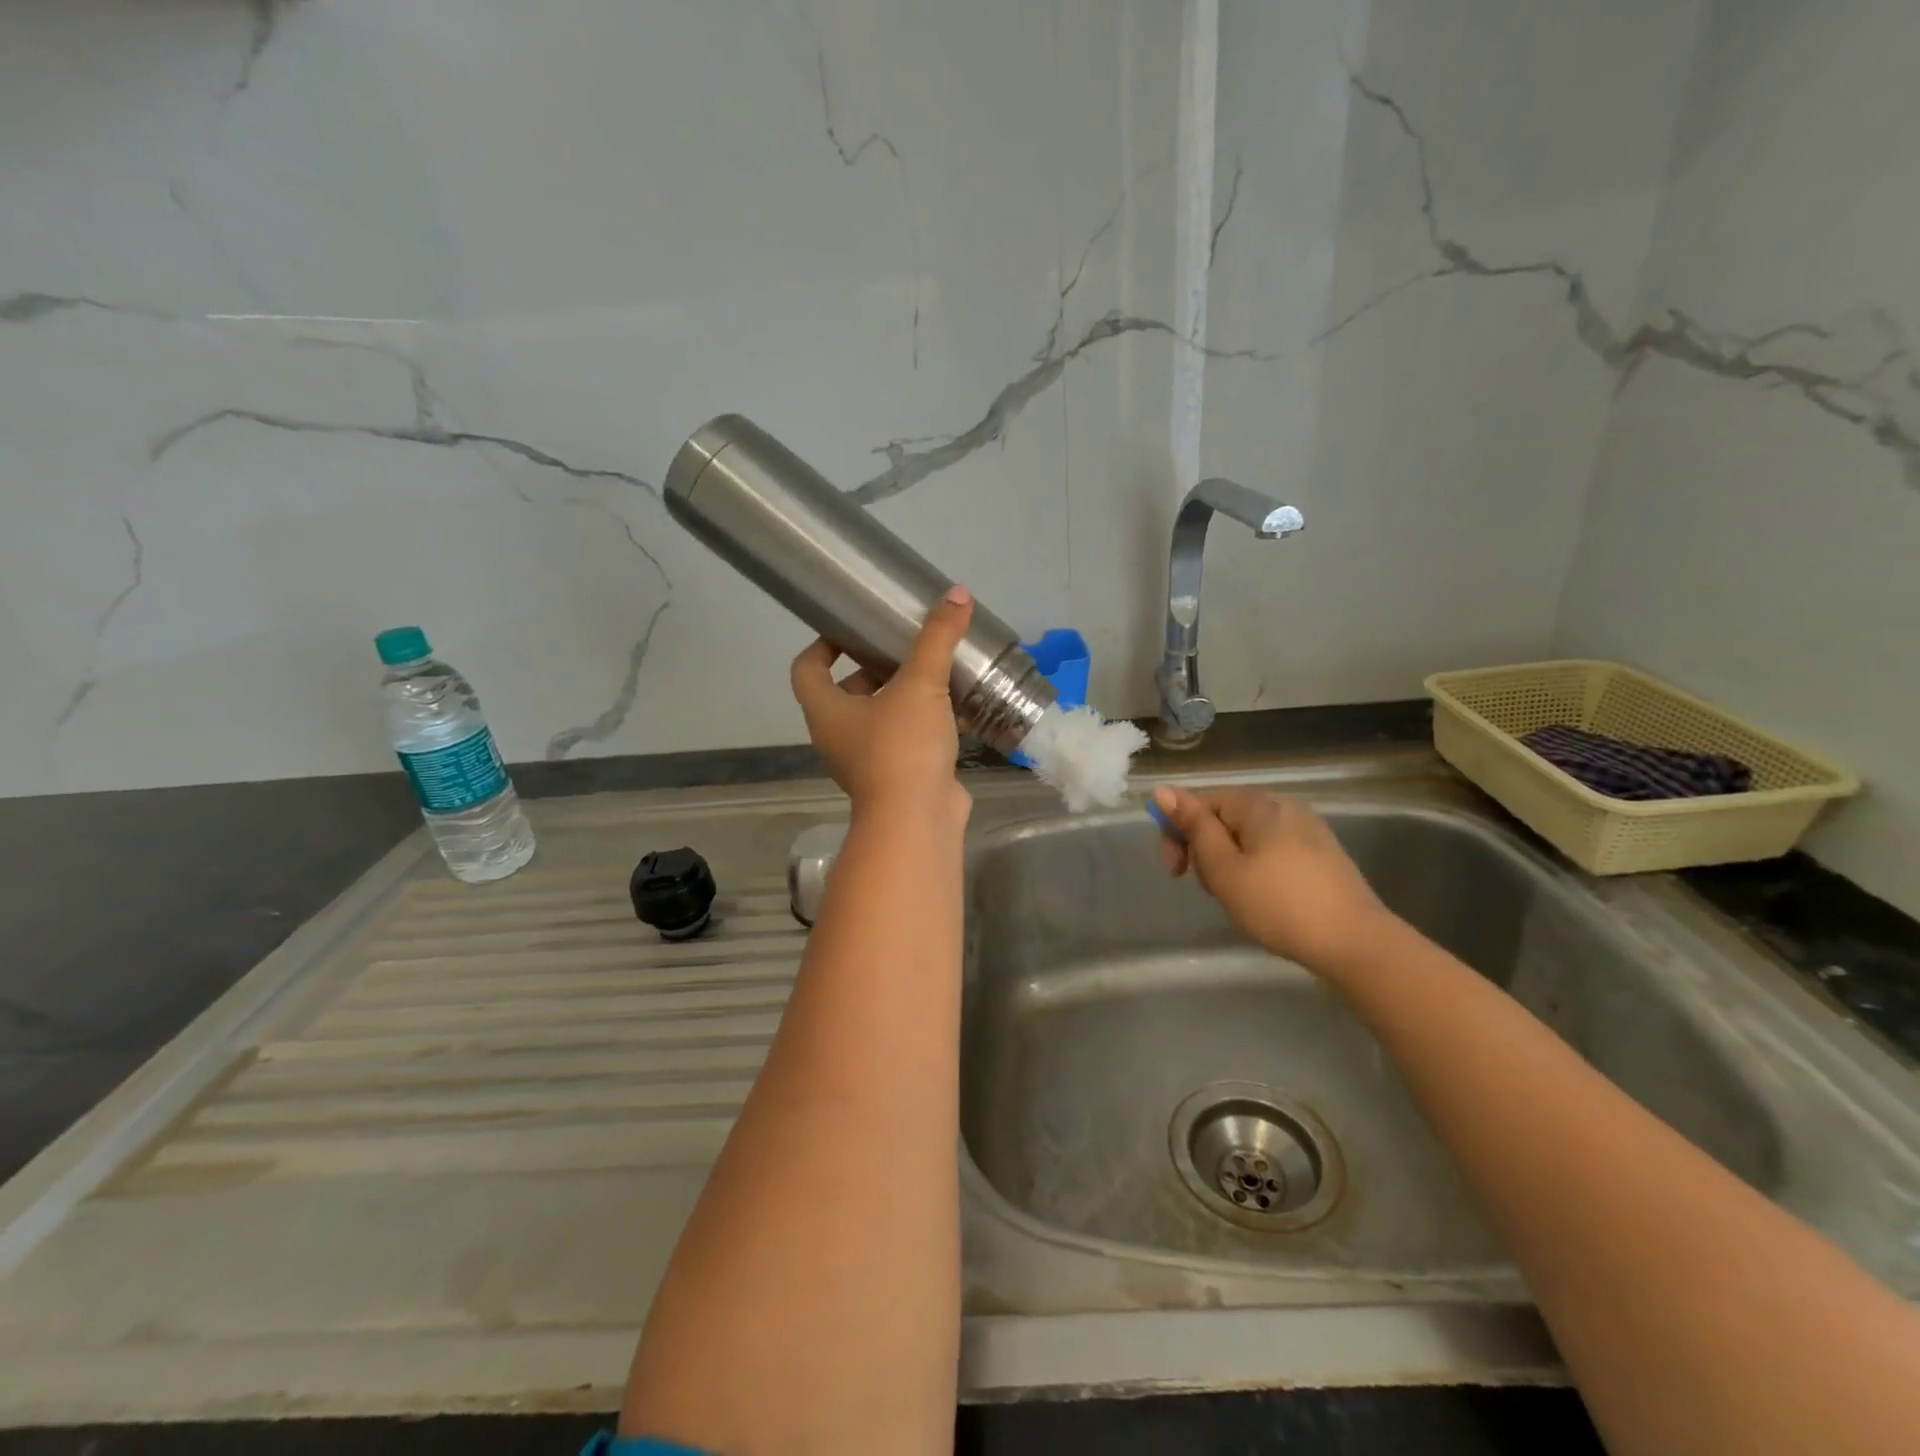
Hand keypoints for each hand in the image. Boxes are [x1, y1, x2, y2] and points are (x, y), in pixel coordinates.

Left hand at [790, 585, 973, 819]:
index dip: (823, 645)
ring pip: (880, 718)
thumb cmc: (902, 747)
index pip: (807, 668)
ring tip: (936, 672)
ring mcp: (867, 761)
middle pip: (847, 692)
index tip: (852, 629)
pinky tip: (957, 710)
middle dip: (875, 668)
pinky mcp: (897, 778)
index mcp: (827, 711)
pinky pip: (906, 741)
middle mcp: (838, 736)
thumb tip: (957, 593)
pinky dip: (925, 724)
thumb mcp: (920, 684)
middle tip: (906, 647)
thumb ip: (937, 638)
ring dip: (903, 697)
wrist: (918, 821)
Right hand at [1151, 785, 1390, 971]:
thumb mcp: (1223, 868)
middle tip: (1209, 889)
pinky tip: (1263, 900)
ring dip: (1229, 863)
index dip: (1178, 833)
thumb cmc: (1279, 904)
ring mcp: (1307, 830)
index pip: (1201, 802)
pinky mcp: (1322, 855)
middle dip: (1206, 850)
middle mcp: (1284, 806)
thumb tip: (1163, 790)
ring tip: (1236, 899)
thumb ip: (1193, 827)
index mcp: (1258, 804)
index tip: (1175, 871)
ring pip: (1247, 838)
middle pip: (1224, 818)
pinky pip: (1272, 851)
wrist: (1355, 943)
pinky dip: (1256, 870)